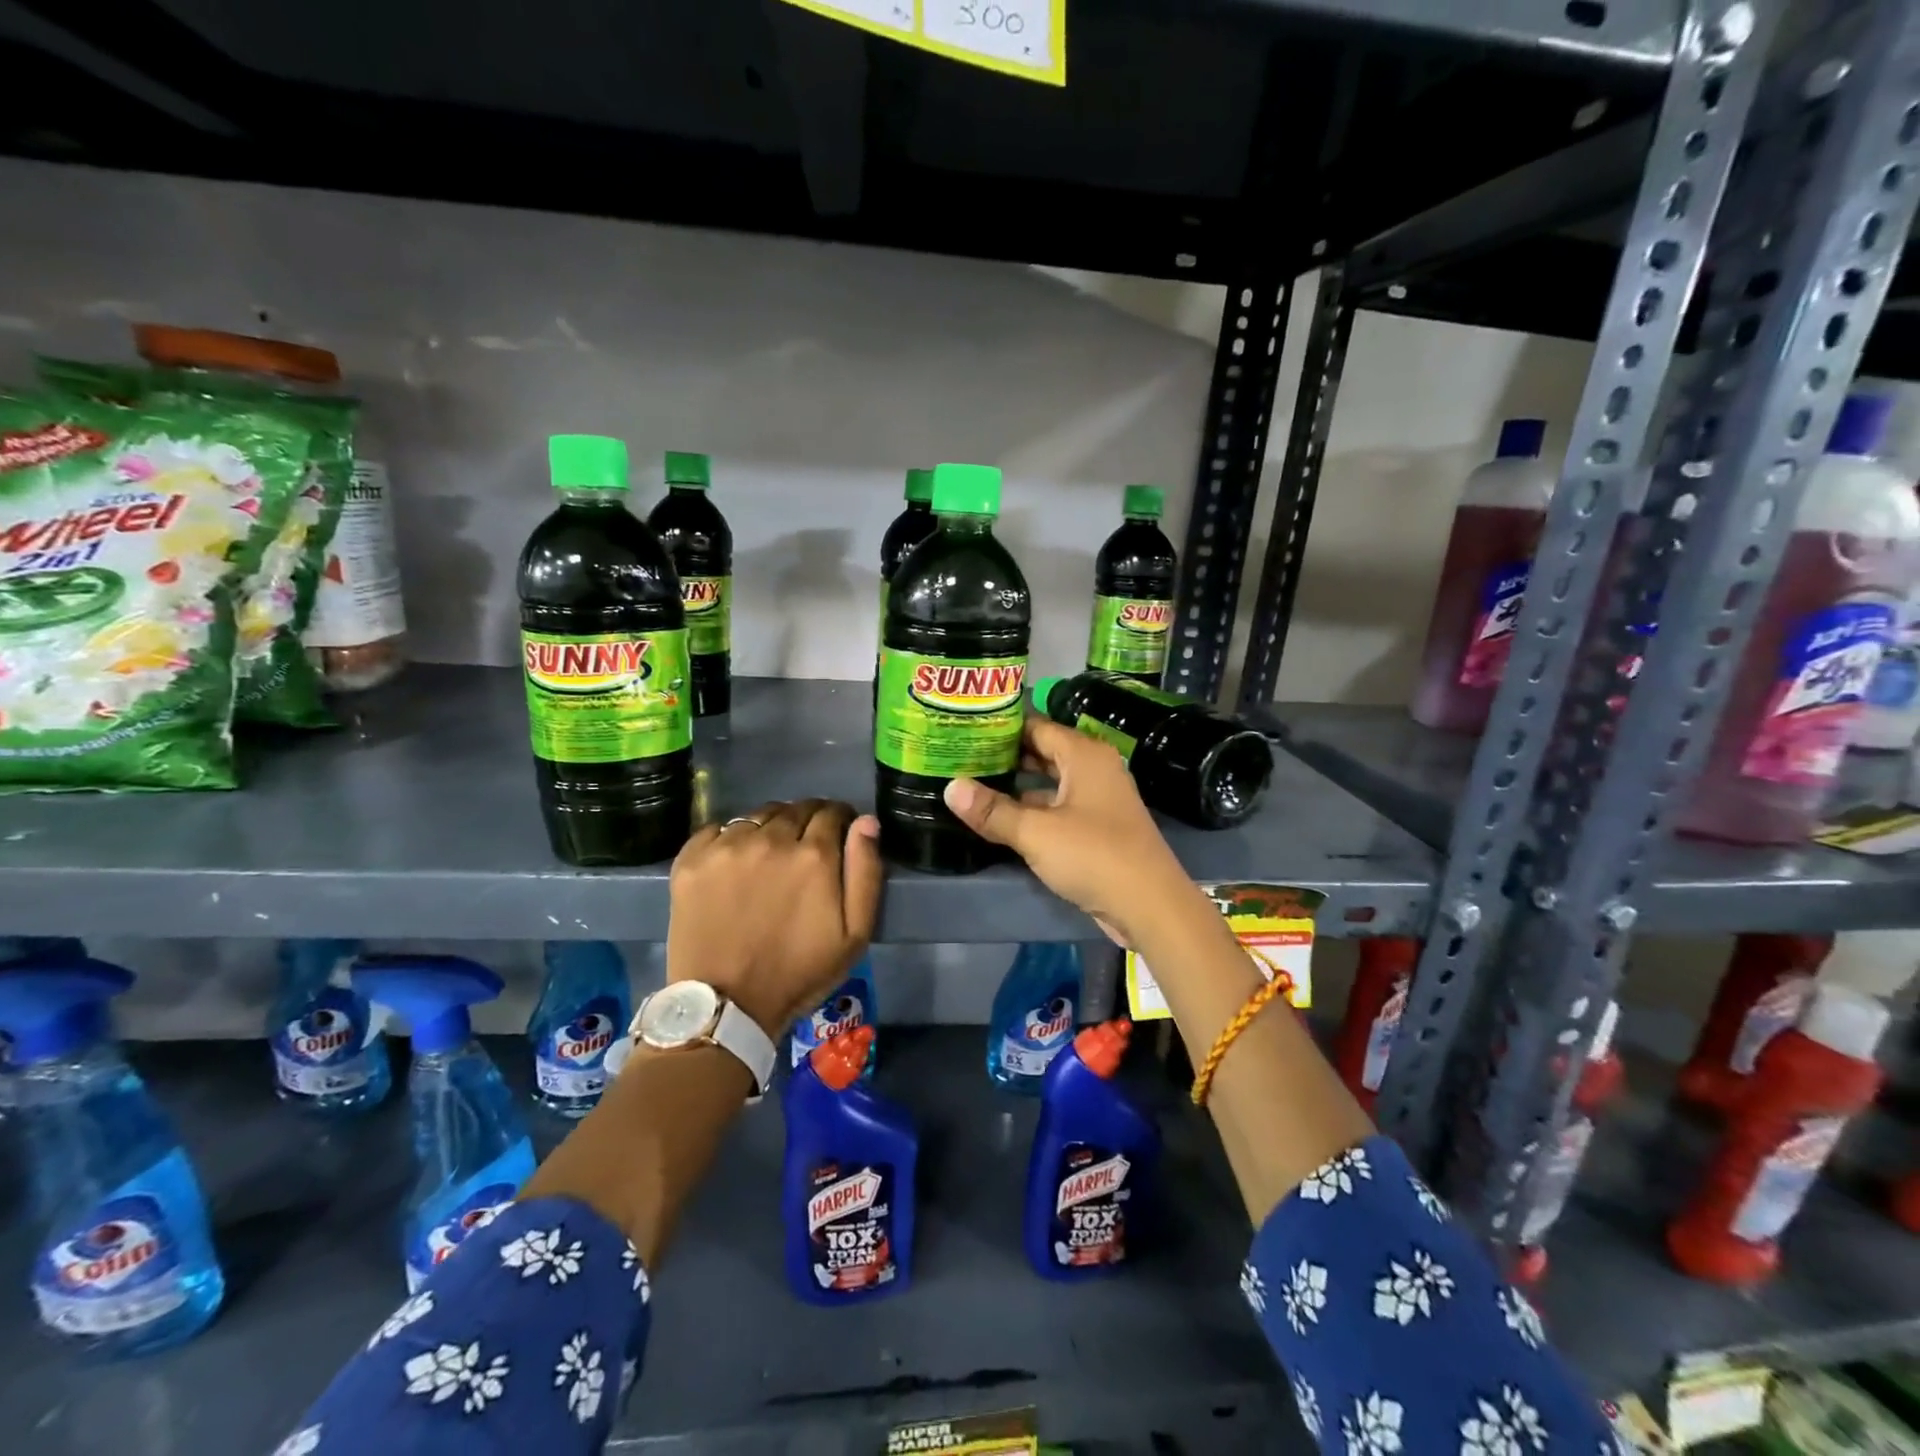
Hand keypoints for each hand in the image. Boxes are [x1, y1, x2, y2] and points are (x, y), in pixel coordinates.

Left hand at [666, 800, 883, 1035]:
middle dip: (807, 821)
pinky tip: (735, 863)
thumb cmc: (799, 973)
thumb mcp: (855, 934)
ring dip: (771, 827)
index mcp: (814, 855)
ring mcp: (726, 846)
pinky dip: (731, 838)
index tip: (838, 834)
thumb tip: (866, 822)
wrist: (726, 1006)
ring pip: (758, 816)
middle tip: (805, 849)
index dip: (839, 820)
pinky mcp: (691, 859)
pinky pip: (717, 829)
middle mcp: (770, 839)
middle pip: (795, 809)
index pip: (832, 812)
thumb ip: (866, 871)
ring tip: (769, 855)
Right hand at [943, 716, 1205, 949]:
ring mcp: (1098, 799)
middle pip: (1042, 752)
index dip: (1000, 726)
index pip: (1036, 726)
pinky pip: (1057, 808)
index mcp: (1084, 755)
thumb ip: (992, 810)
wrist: (1150, 906)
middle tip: (960, 756)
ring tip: (972, 784)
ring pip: (1049, 783)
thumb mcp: (1035, 832)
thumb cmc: (1094, 856)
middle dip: (1005, 756)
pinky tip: (1000, 819)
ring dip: (1016, 786)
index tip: (964, 727)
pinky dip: (1032, 810)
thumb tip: (950, 787)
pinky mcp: (1097, 828)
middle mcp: (1093, 769)